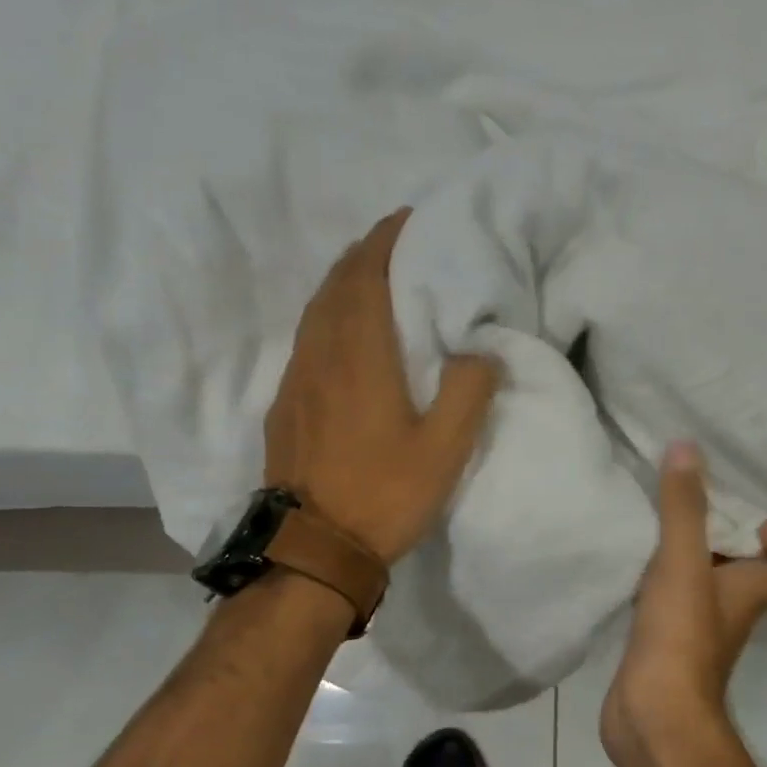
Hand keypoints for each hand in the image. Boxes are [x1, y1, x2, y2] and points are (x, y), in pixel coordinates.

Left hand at [264, 208, 499, 563]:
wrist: (313, 547)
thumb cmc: (384, 495)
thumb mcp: (444, 450)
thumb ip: (468, 391)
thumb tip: (481, 349)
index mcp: (360, 357)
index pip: (366, 277)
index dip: (385, 241)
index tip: (408, 219)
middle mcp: (321, 355)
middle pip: (336, 286)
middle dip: (364, 255)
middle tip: (396, 242)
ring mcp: (296, 379)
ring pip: (315, 311)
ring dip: (342, 283)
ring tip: (371, 277)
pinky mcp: (285, 404)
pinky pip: (306, 339)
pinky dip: (326, 316)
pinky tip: (342, 333)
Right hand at [601, 442, 766, 766]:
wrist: (651, 716)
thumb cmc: (680, 637)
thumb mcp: (682, 563)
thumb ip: (684, 508)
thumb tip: (687, 447)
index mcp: (752, 592)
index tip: (756, 522)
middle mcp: (732, 610)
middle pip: (747, 570)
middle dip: (725, 535)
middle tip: (694, 503)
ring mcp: (697, 629)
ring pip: (704, 582)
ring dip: (687, 554)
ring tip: (657, 520)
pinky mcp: (665, 642)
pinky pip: (669, 599)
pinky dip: (657, 579)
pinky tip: (630, 560)